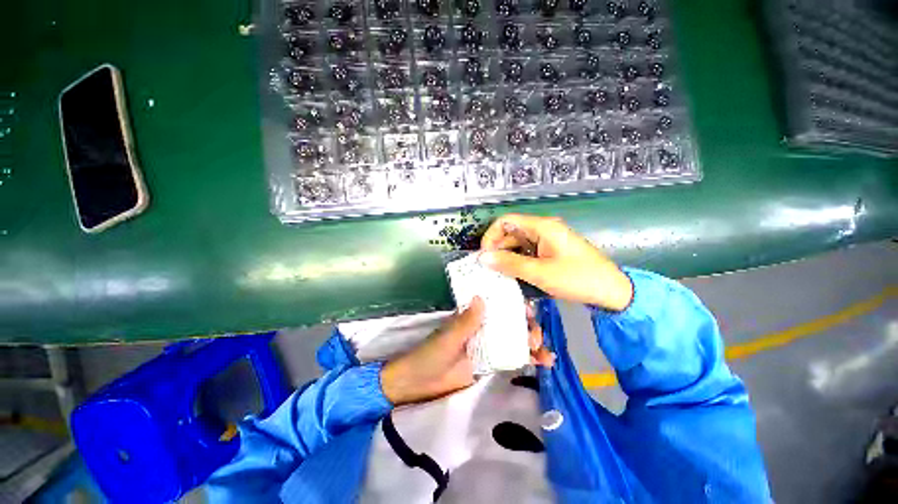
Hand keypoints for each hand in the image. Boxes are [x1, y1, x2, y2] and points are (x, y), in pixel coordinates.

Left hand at [381, 297, 553, 405]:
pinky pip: (512, 358)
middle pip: (511, 322)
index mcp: (472, 317)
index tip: (530, 310)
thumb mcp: (448, 337)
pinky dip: (527, 359)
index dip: (515, 305)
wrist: (419, 384)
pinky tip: (543, 363)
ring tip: (546, 355)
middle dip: (528, 327)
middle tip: (535, 337)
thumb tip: (481, 297)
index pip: (497, 305)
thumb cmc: (430, 355)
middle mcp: (483, 327)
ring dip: (533, 344)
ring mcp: (488, 345)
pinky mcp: (491, 363)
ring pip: (515, 339)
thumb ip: (466, 321)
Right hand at [479, 214, 632, 311]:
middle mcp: (543, 229)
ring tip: (497, 274)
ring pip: (518, 243)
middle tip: (489, 269)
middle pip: (511, 232)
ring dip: (506, 256)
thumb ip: (509, 264)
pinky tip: (512, 274)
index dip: (491, 236)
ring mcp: (547, 240)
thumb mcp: (540, 272)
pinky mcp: (550, 251)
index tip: (484, 256)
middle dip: (497, 248)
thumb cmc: (577, 278)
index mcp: (542, 226)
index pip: (506, 221)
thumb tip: (482, 258)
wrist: (612, 292)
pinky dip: (517, 261)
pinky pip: (527, 252)